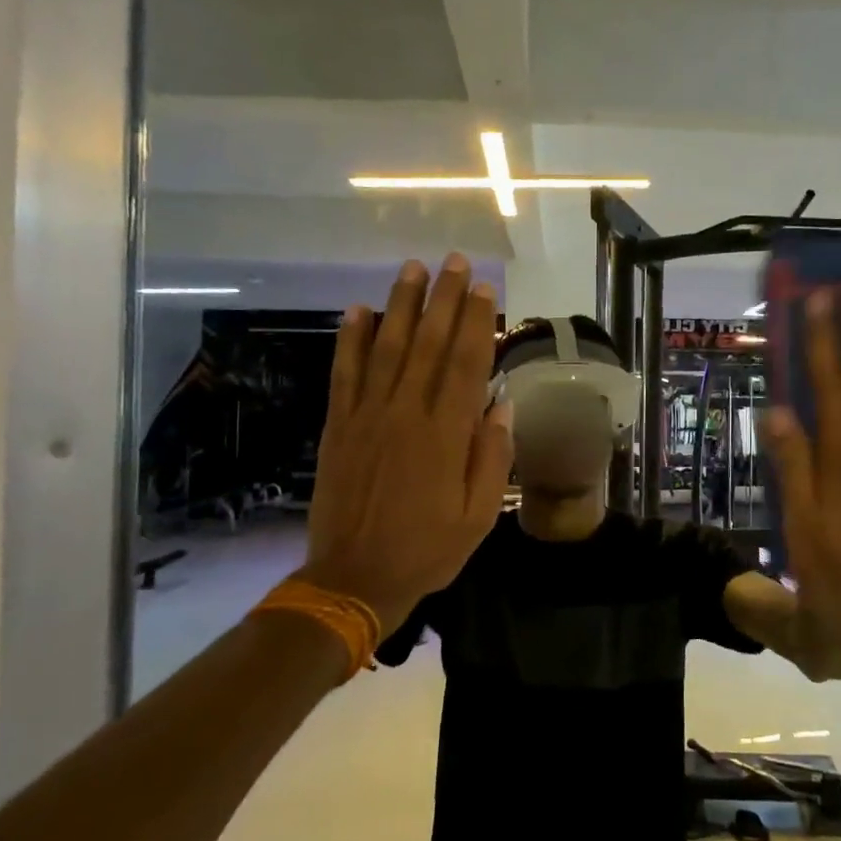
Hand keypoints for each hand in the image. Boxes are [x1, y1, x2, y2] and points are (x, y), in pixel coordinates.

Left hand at [300, 255, 511, 633]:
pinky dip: (350, 339)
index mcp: (446, 434)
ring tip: (413, 268)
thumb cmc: (427, 549)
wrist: (353, 578)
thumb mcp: (478, 515)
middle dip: (444, 299)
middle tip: (455, 261)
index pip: (466, 364)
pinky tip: (357, 310)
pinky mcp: (339, 425)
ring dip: (401, 305)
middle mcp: (407, 413)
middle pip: (429, 344)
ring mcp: (368, 415)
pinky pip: (345, 373)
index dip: (477, 322)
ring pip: (387, 347)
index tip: (484, 289)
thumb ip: (492, 458)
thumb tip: (501, 407)